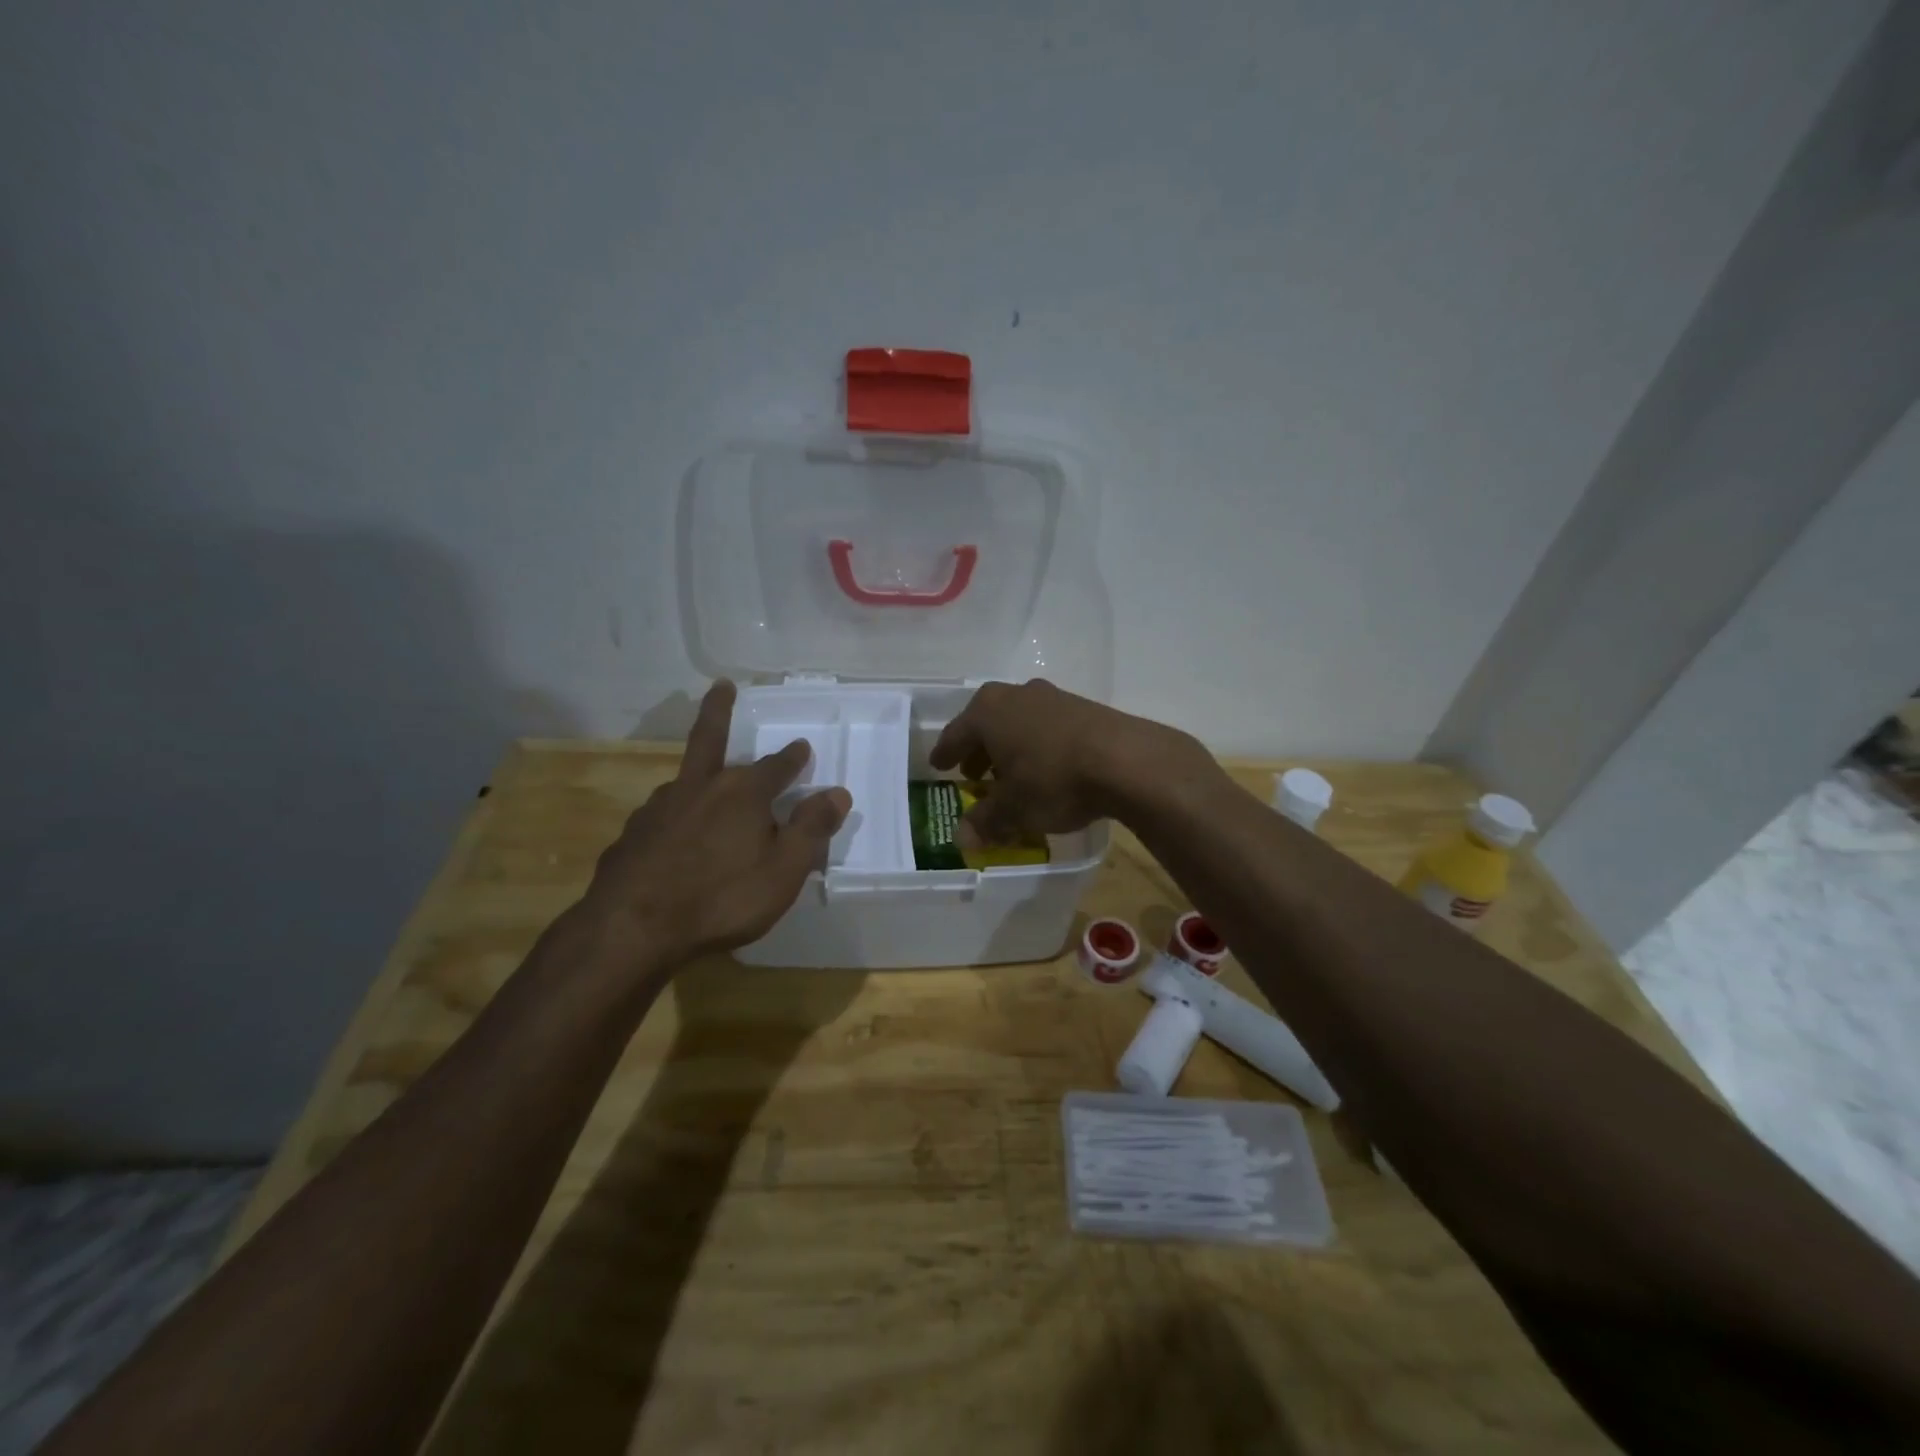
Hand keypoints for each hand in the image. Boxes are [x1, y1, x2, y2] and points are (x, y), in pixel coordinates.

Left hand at [578, 680, 849, 971]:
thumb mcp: (783, 870)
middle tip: (722, 686)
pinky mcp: (632, 835)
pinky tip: (674, 836)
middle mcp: (699, 788)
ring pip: (685, 780)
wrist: (632, 928)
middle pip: (711, 739)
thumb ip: (811, 829)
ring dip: (699, 774)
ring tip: (706, 784)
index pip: (776, 766)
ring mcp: (659, 809)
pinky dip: (675, 816)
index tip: (802, 747)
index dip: (792, 758)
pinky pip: (662, 816)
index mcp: (743, 794)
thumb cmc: (721, 898)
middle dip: (720, 710)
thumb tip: (837, 793)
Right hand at [927, 678, 1210, 842]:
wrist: (1127, 761)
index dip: (946, 754)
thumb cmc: (1054, 780)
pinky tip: (1047, 769)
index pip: (956, 734)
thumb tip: (962, 839)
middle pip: (987, 723)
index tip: (938, 765)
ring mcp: (1053, 698)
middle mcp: (1016, 695)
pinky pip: (1047, 728)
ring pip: (1019, 723)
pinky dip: (1038, 747)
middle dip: (979, 750)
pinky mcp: (1084, 708)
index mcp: (988, 711)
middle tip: (974, 774)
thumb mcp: (1014, 808)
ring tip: (1011, 775)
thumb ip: (985, 821)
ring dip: (1011, 748)